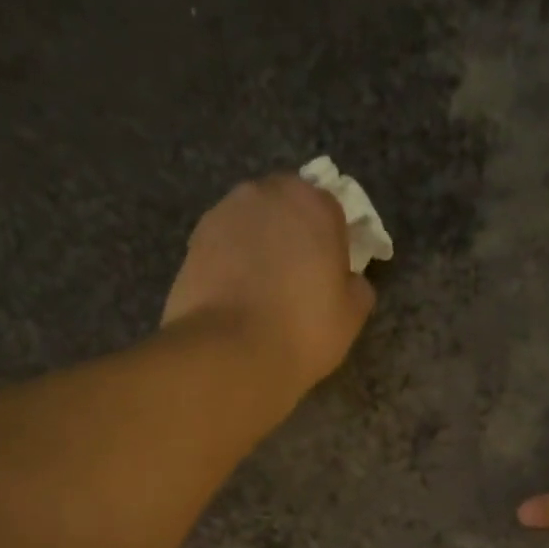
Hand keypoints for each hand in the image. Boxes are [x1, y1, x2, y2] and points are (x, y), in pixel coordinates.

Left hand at [163, 175, 377, 396]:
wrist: (228, 353)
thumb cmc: (302, 329)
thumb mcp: (351, 314)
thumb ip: (356, 285)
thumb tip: (346, 279)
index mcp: (312, 203)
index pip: (330, 210)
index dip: (332, 241)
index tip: (329, 273)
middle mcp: (264, 194)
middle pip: (286, 207)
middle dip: (292, 233)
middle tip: (296, 277)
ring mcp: (222, 215)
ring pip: (250, 224)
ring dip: (258, 245)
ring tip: (261, 290)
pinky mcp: (192, 242)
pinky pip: (223, 246)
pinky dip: (230, 262)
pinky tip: (235, 297)